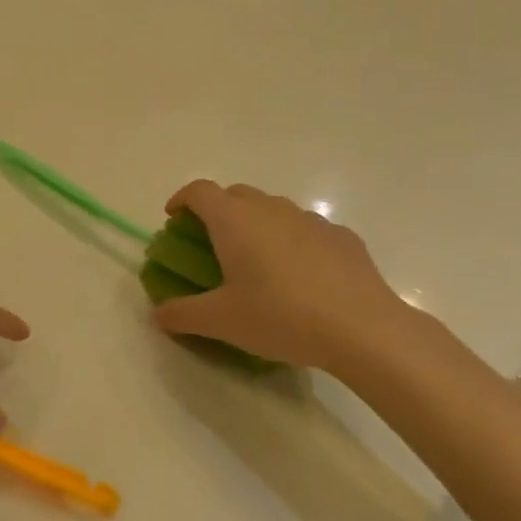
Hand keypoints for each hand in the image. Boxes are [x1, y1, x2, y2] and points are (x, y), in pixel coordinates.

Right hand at [150, 181, 421, 376]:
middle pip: (235, 194)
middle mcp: (270, 208)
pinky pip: (305, 230)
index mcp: (234, 220)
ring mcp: (310, 219)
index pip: (199, 191)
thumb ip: (182, 314)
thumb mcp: (221, 321)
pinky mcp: (342, 236)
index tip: (174, 219)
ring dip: (256, 224)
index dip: (181, 199)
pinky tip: (299, 276)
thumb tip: (158, 314)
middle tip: (211, 244)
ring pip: (273, 209)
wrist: (362, 328)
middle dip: (217, 211)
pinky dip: (292, 241)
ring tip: (256, 262)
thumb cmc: (280, 316)